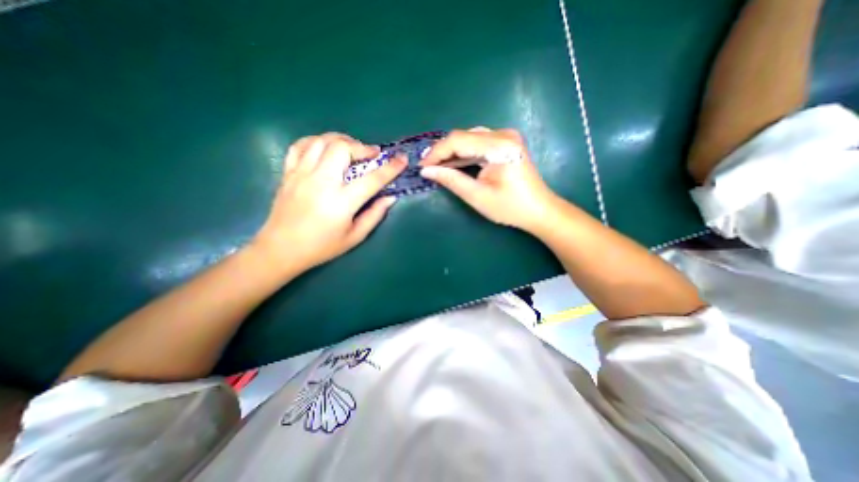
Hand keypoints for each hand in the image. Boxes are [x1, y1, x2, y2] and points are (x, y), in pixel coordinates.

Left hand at [252, 133, 405, 273]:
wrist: (281, 249)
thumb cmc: (321, 247)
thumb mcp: (354, 237)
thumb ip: (374, 215)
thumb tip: (390, 197)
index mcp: (341, 202)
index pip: (372, 179)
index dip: (391, 168)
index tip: (402, 159)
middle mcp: (321, 182)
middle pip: (343, 148)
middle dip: (362, 147)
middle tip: (372, 155)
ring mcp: (302, 174)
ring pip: (322, 141)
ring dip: (341, 140)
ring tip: (351, 149)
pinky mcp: (288, 173)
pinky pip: (300, 145)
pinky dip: (316, 141)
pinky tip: (325, 149)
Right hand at [423, 128, 556, 233]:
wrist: (539, 210)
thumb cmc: (510, 207)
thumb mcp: (477, 196)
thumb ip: (451, 180)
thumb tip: (426, 171)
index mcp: (499, 146)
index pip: (458, 140)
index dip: (437, 152)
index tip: (422, 166)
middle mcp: (503, 134)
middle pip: (463, 136)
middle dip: (443, 151)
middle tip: (427, 167)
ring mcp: (507, 137)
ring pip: (469, 138)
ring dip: (452, 151)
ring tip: (437, 165)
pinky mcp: (507, 143)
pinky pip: (478, 143)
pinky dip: (464, 153)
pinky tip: (454, 163)